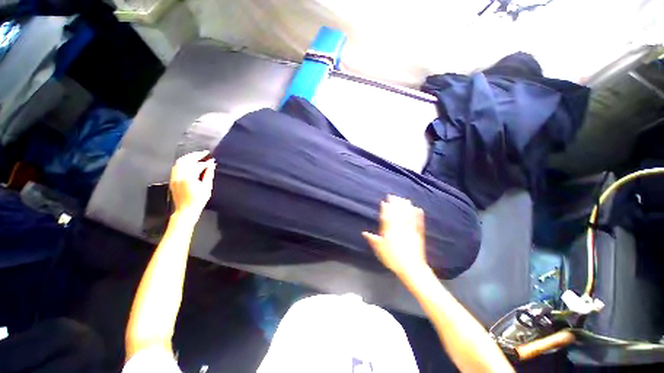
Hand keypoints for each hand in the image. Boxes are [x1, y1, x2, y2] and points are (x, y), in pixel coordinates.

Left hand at [169, 151, 215, 215]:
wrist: (185, 210)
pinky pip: (176, 167)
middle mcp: (179, 175)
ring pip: (179, 162)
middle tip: (204, 153)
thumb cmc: (198, 200)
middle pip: (186, 160)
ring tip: (197, 156)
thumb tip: (212, 165)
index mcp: (188, 177)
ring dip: (189, 158)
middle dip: (195, 155)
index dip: (206, 161)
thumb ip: (209, 174)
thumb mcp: (207, 187)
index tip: (212, 159)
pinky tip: (190, 164)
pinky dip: (183, 162)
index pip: (197, 165)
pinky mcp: (172, 180)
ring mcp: (174, 177)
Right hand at [362, 195, 428, 277]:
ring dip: (406, 206)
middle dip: (395, 204)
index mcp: (390, 232)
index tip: (384, 201)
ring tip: (404, 199)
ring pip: (408, 216)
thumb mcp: (379, 250)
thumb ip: (373, 239)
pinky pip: (418, 222)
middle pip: (398, 214)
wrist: (411, 268)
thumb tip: (364, 232)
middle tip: (394, 196)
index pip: (387, 218)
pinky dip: (418, 215)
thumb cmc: (393, 259)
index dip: (385, 209)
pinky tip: (418, 209)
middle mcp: (400, 229)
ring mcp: (410, 230)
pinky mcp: (419, 234)